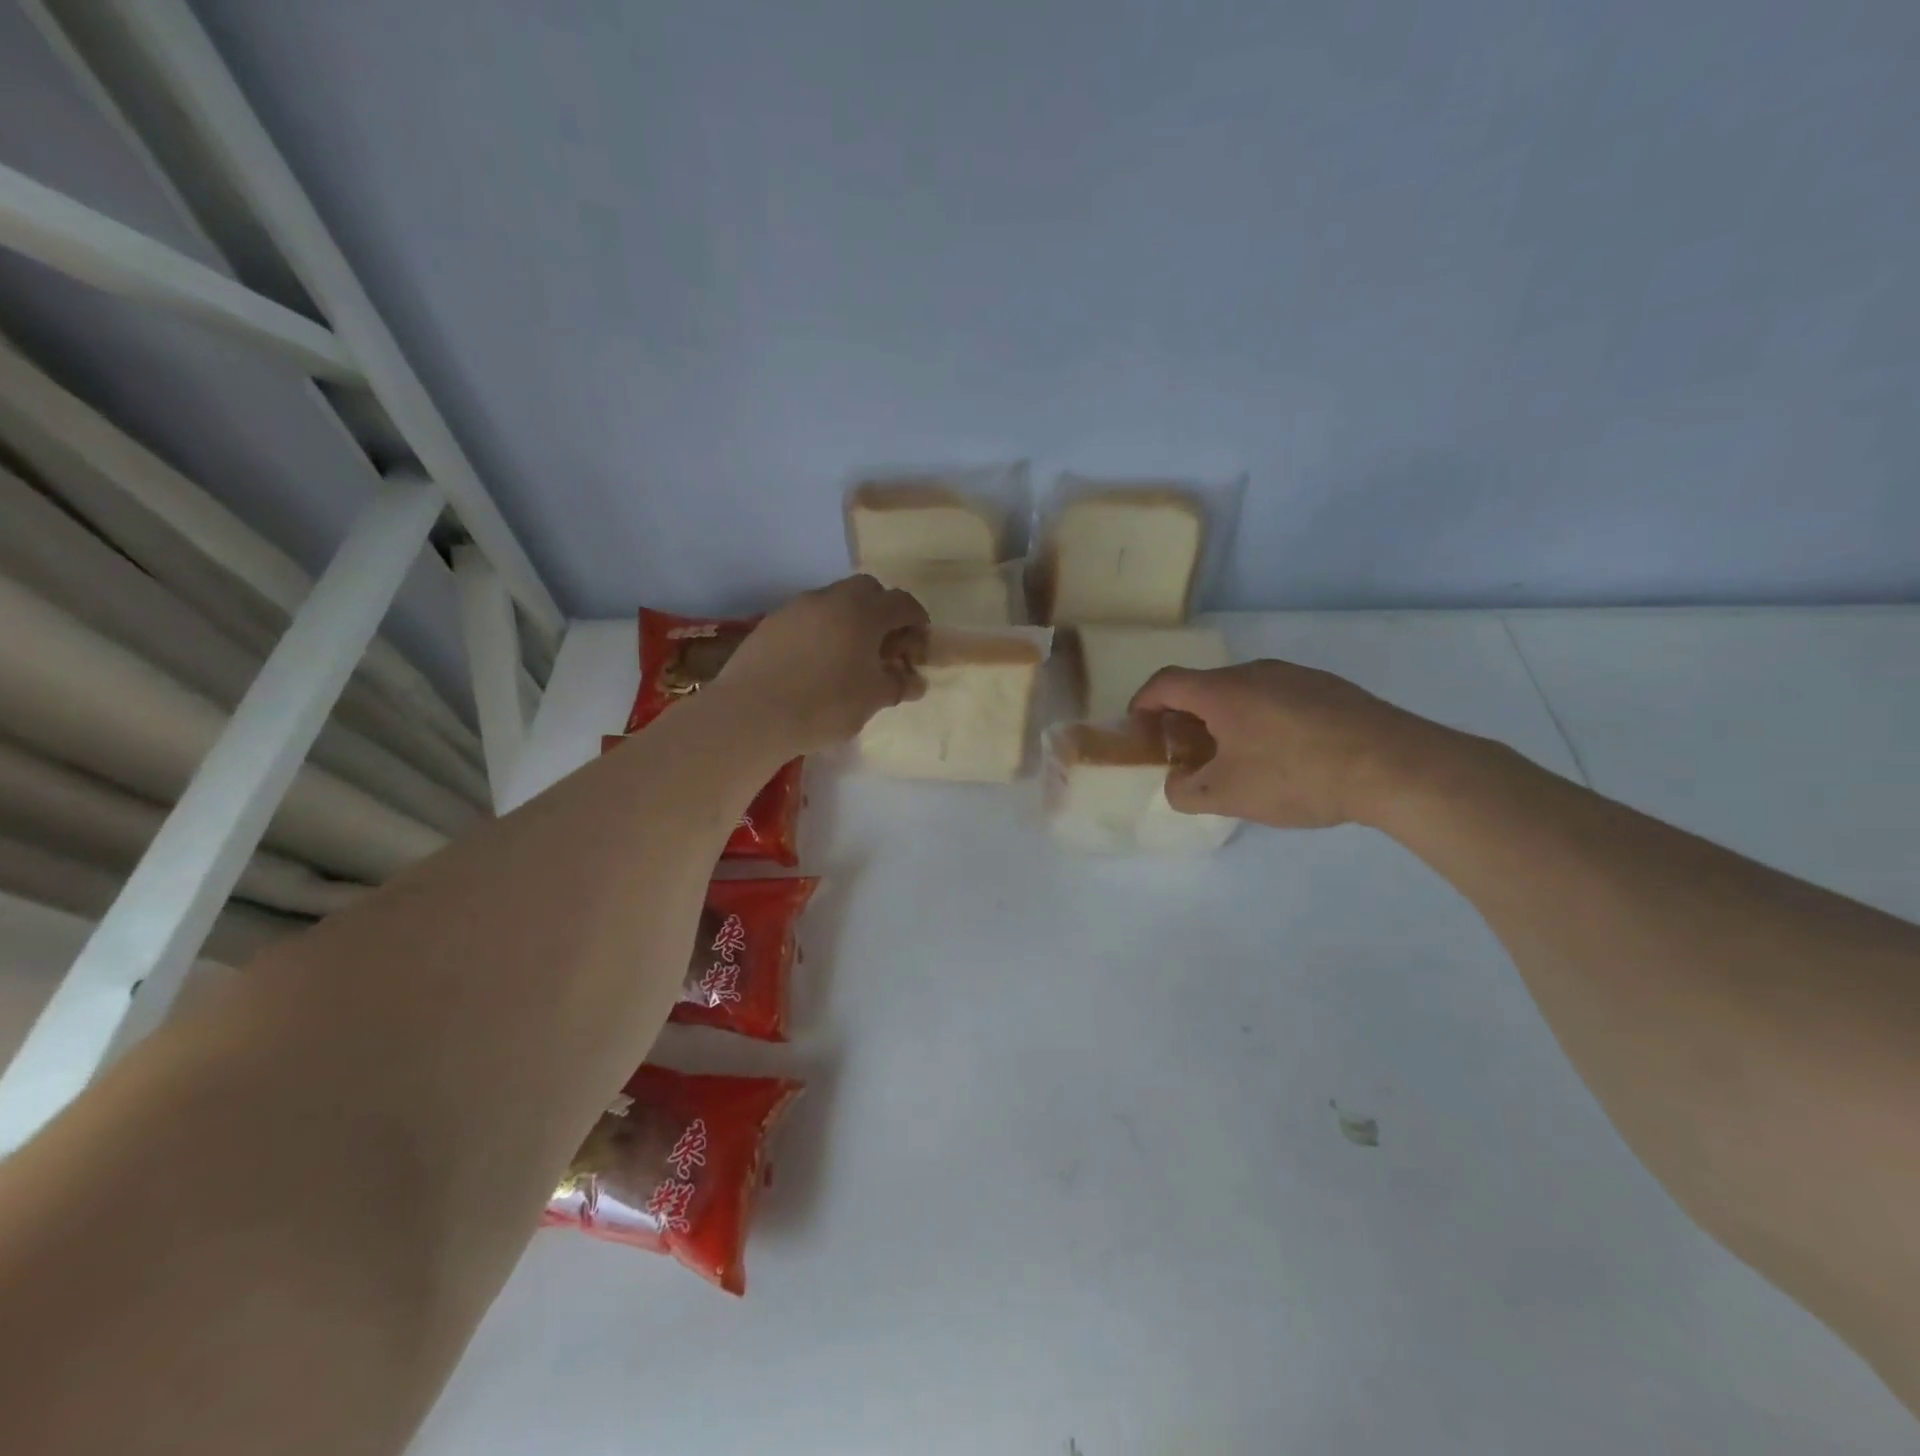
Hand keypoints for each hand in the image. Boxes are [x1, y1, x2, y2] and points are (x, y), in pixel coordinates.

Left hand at [716, 577, 929, 752]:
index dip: (917, 620)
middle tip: (885, 644)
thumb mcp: (872, 699)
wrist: (752, 714)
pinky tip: (817, 662)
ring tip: (850, 655)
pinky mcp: (771, 623)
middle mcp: (831, 599)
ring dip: (850, 619)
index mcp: (863, 612)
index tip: (919, 643)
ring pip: (834, 601)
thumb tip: (915, 680)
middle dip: (883, 611)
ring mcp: (797, 608)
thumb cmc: (825, 705)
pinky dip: (822, 630)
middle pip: (867, 590)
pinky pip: (808, 617)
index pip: (902, 603)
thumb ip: (898, 685)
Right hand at [1129, 660, 1455, 828]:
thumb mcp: (1226, 796)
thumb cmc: (1295, 776)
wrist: (1394, 765)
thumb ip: (1184, 791)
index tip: (1139, 731)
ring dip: (1225, 720)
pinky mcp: (1330, 688)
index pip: (1164, 683)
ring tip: (1236, 758)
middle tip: (1187, 754)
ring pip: (1243, 693)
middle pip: (1203, 687)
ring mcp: (1297, 676)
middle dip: (1184, 719)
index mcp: (1222, 691)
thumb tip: (1177, 783)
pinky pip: (1278, 698)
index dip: (1142, 704)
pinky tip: (1284, 755)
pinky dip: (1262, 720)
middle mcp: (1255, 672)